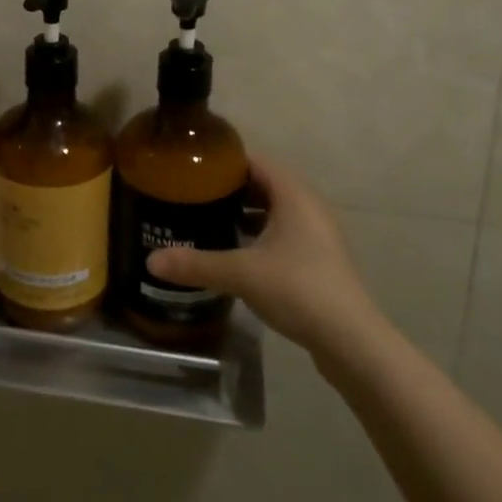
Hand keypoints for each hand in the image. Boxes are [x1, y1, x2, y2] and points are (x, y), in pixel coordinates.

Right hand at [145, 155, 379, 358]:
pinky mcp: (319, 259)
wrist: (351, 340)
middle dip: (229, 189)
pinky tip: (236, 253)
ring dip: (245, 214)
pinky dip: (259, 235)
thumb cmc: (298, 288)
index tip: (191, 167)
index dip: (223, 161)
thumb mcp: (241, 273)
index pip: (254, 160)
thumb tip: (151, 261)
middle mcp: (308, 205)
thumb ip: (196, 264)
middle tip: (192, 195)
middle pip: (263, 184)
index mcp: (293, 194)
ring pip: (274, 211)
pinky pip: (283, 233)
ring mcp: (317, 233)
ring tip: (208, 221)